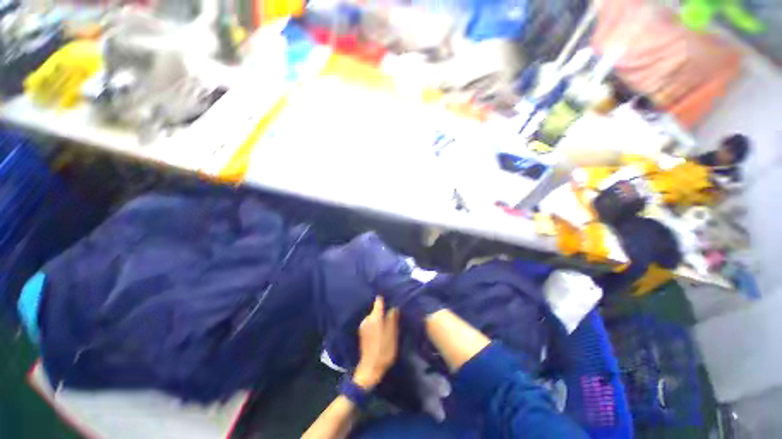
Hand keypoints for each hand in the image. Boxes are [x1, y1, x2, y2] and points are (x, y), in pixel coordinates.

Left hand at [353, 296, 399, 390]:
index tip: (392, 297)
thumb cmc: (383, 351)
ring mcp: (363, 325)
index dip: (385, 298)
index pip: (378, 301)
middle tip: (394, 311)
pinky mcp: (362, 332)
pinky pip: (371, 322)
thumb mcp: (392, 335)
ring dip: (380, 317)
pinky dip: (376, 322)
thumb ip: (392, 320)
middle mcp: (367, 318)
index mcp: (374, 318)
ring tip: (389, 320)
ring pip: (374, 316)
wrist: (370, 369)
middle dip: (384, 309)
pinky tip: (382, 328)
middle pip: (376, 309)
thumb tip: (394, 307)